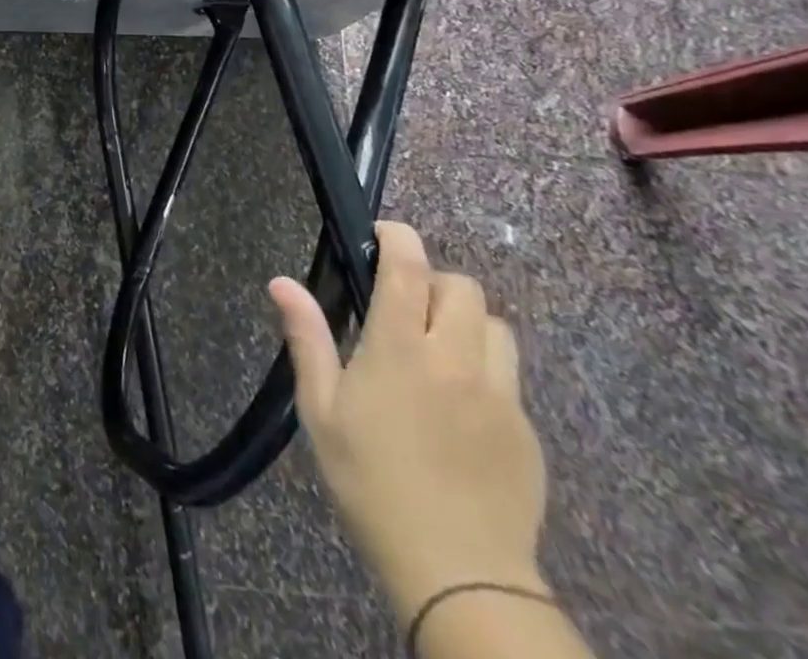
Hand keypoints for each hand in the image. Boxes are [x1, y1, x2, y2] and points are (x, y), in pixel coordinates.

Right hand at [270, 223, 548, 623]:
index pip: (409, 268)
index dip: (400, 238)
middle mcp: (456, 359)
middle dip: (434, 281)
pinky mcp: (526, 431)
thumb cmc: (372, 482)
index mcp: (401, 349)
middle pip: (463, 287)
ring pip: (496, 326)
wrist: (458, 573)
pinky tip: (459, 404)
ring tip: (439, 348)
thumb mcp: (321, 410)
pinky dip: (485, 368)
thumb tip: (281, 282)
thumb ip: (307, 339)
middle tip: (405, 306)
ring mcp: (500, 395)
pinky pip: (510, 376)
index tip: (384, 233)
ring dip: (467, 321)